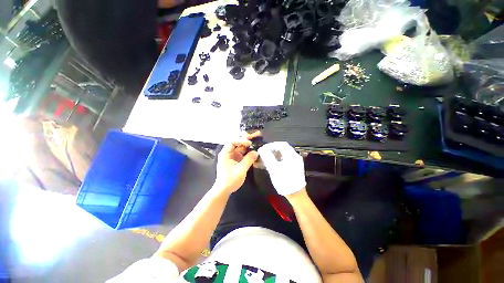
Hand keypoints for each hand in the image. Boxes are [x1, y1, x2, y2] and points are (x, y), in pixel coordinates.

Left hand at [214, 132, 260, 194]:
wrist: (224, 190)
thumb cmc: (230, 180)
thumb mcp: (240, 170)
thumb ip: (248, 160)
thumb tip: (256, 152)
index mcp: (225, 153)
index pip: (232, 141)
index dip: (241, 140)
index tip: (249, 143)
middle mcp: (228, 152)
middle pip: (237, 142)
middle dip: (247, 138)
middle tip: (256, 134)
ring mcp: (232, 156)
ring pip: (241, 146)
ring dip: (249, 143)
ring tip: (257, 137)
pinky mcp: (236, 159)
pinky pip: (243, 153)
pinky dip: (248, 150)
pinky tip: (255, 148)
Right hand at [257, 142, 306, 195]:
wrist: (296, 195)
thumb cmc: (285, 181)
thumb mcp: (274, 169)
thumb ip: (267, 157)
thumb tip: (262, 149)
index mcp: (292, 155)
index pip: (281, 144)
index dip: (272, 145)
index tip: (264, 148)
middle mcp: (295, 157)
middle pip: (283, 148)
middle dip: (272, 149)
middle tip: (264, 153)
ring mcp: (295, 162)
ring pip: (283, 154)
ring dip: (275, 154)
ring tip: (266, 157)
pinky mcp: (294, 167)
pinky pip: (285, 159)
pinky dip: (278, 159)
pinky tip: (272, 163)